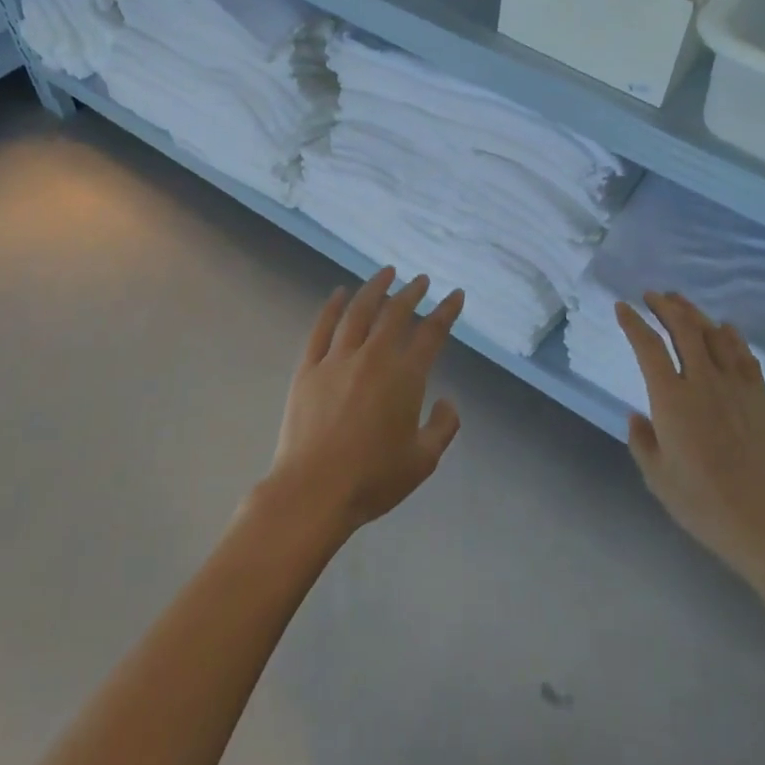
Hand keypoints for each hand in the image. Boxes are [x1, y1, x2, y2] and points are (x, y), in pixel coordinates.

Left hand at [263, 267, 463, 543]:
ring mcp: (337, 360)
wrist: (314, 491)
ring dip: (375, 288)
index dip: (446, 311)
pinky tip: (339, 293)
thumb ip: (442, 427)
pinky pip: (322, 328)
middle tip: (421, 281)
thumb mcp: (423, 460)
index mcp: (405, 376)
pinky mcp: (308, 369)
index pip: (431, 333)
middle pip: (395, 313)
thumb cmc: (373, 479)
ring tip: (386, 273)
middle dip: (412, 292)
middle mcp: (373, 357)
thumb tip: (448, 401)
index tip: (455, 295)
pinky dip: (332, 306)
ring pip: (358, 312)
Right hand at [617, 292, 764, 582]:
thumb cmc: (704, 505)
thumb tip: (638, 415)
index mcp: (671, 399)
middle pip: (683, 327)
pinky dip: (730, 334)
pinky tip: (724, 329)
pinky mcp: (760, 396)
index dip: (632, 322)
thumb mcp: (657, 478)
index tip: (622, 307)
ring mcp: (735, 385)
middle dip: (664, 306)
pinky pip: (743, 353)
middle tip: (651, 296)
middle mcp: (703, 381)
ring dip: (694, 312)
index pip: (647, 346)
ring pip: (713, 333)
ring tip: (680, 302)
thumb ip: (642, 441)